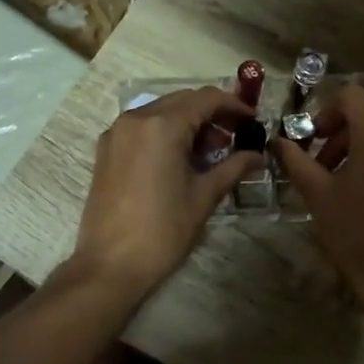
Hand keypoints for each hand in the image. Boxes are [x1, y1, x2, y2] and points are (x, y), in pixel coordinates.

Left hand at [72, 87, 261, 295]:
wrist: (110, 265)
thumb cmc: (162, 231)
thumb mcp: (203, 197)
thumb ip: (233, 168)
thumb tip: (257, 155)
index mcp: (161, 126)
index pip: (205, 99)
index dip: (234, 106)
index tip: (252, 120)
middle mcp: (135, 119)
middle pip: (182, 101)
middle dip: (211, 114)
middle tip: (235, 137)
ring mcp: (116, 133)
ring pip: (160, 112)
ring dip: (188, 123)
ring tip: (211, 152)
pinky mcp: (106, 150)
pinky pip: (142, 128)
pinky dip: (165, 133)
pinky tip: (181, 158)